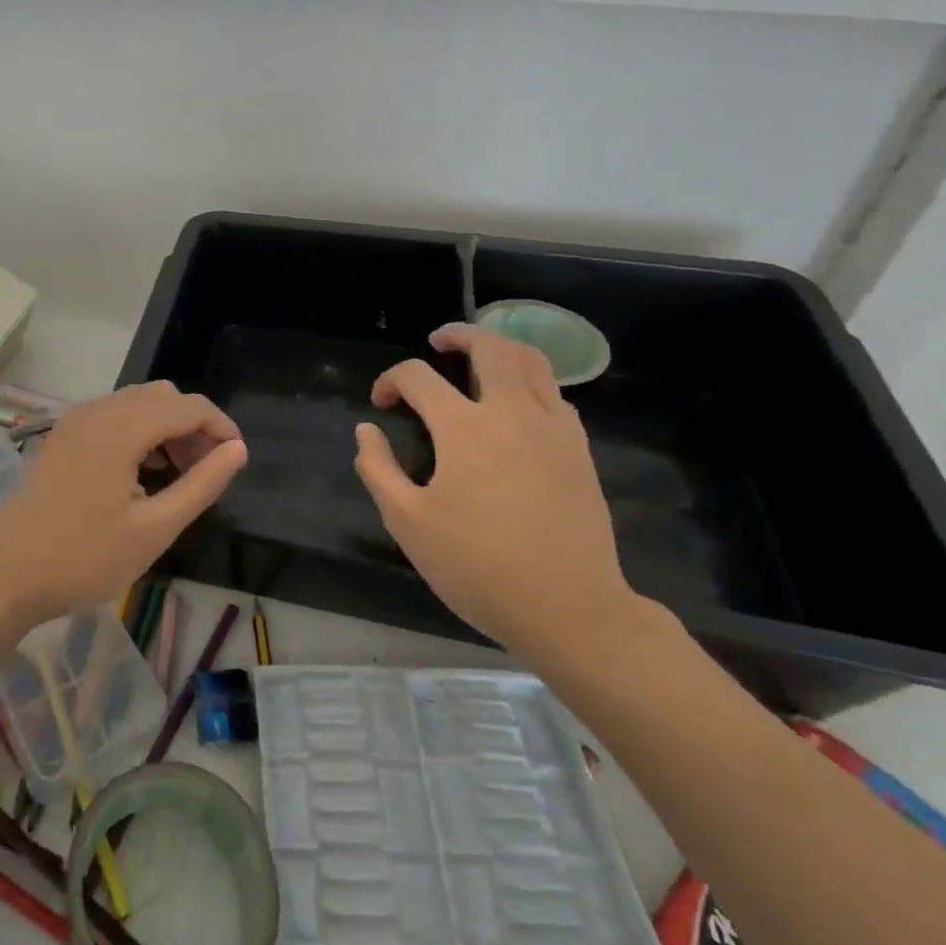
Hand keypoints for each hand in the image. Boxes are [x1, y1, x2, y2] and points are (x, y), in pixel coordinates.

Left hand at [0, 382, 246, 629]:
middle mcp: (98, 410)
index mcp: (121, 428)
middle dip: (192, 425)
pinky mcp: (63, 435)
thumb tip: (237, 450)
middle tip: (204, 471)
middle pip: (162, 396)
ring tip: (177, 473)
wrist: (4, 574)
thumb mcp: (154, 529)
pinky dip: (139, 430)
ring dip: (166, 426)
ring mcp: (76, 420)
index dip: (220, 426)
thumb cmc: (83, 558)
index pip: (187, 406)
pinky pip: (114, 414)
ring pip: (137, 402)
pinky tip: (141, 471)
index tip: (235, 459)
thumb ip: (201, 484)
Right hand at [353, 323, 640, 660]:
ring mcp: (553, 428)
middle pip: (489, 346)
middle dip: (458, 335)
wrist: (571, 610)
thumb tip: (366, 431)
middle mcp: (512, 413)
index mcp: (464, 428)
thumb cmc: (479, 567)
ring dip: (500, 347)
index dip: (391, 381)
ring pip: (532, 360)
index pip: (418, 377)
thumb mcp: (408, 523)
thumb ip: (378, 469)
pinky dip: (529, 381)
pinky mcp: (579, 449)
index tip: (380, 404)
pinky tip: (515, 403)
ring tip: (478, 356)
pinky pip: (555, 393)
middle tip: (438, 342)